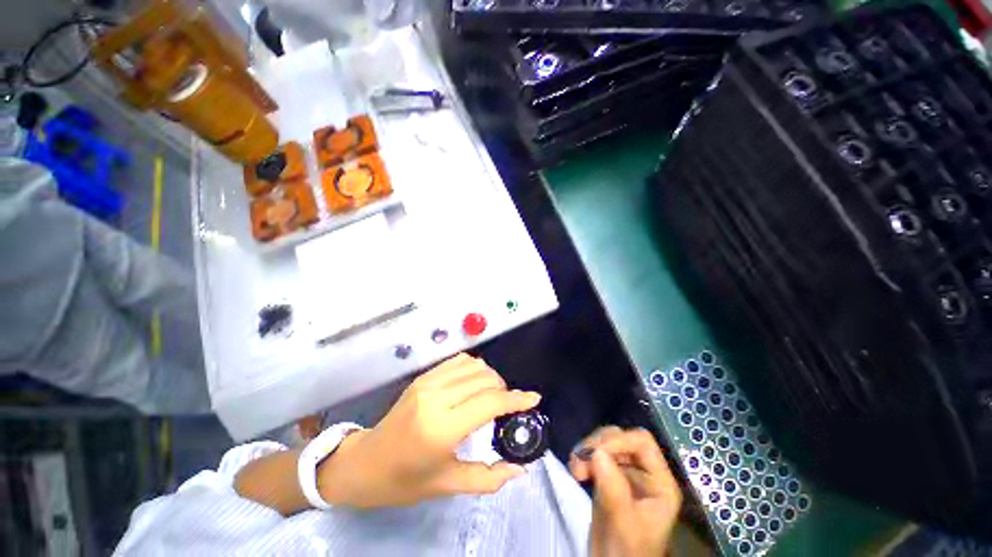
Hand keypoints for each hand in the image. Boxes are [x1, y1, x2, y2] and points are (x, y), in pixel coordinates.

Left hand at [318, 353, 540, 508]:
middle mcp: (436, 398)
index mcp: (441, 428)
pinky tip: (473, 384)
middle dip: (504, 389)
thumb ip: (488, 478)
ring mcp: (428, 382)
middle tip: (506, 407)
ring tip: (490, 396)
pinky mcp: (423, 376)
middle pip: (485, 379)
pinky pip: (458, 361)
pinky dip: (474, 368)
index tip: (534, 399)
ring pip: (474, 366)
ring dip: (490, 377)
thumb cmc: (404, 481)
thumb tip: (520, 469)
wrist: (364, 463)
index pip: (490, 403)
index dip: (516, 399)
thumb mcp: (447, 486)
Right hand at [569, 427, 681, 556]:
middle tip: (579, 460)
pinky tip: (575, 470)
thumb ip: (613, 487)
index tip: (595, 453)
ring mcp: (625, 474)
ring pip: (606, 444)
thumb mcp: (623, 523)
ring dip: (587, 450)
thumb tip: (597, 452)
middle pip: (621, 439)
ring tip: (575, 468)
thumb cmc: (626, 551)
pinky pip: (595, 456)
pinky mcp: (608, 477)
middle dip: (598, 445)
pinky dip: (582, 458)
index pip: (642, 443)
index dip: (618, 441)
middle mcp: (643, 472)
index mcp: (659, 482)